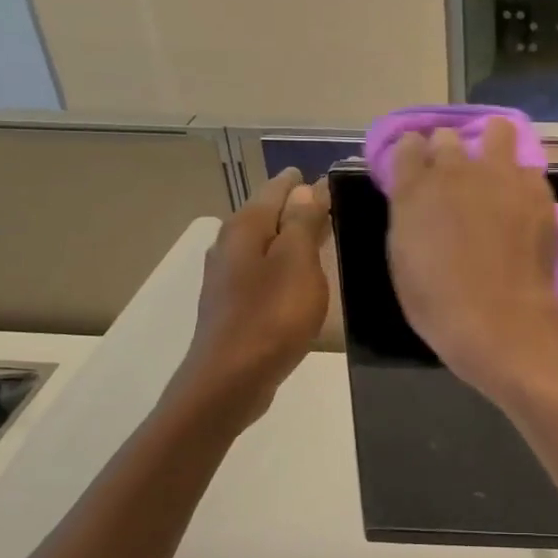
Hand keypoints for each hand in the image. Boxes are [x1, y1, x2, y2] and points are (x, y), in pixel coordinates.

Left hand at [173, 168, 330, 425]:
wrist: (231, 380)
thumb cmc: (271, 316)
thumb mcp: (297, 262)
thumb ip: (303, 221)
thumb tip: (306, 187)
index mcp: (245, 227)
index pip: (276, 188)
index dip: (302, 181)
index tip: (328, 177)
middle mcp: (229, 244)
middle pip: (268, 214)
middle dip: (297, 207)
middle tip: (331, 203)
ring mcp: (226, 276)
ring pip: (264, 243)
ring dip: (290, 237)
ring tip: (321, 236)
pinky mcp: (231, 304)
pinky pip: (262, 269)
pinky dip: (282, 264)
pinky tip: (298, 276)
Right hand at [386, 118, 557, 397]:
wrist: (498, 317)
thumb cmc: (437, 301)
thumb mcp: (403, 257)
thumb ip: (410, 216)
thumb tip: (419, 201)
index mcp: (414, 187)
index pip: (408, 145)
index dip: (413, 154)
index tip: (418, 169)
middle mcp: (455, 169)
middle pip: (447, 137)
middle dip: (448, 151)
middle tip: (455, 179)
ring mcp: (499, 175)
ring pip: (498, 131)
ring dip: (494, 145)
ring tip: (497, 170)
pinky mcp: (536, 190)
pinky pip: (529, 170)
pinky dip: (524, 182)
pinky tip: (524, 203)